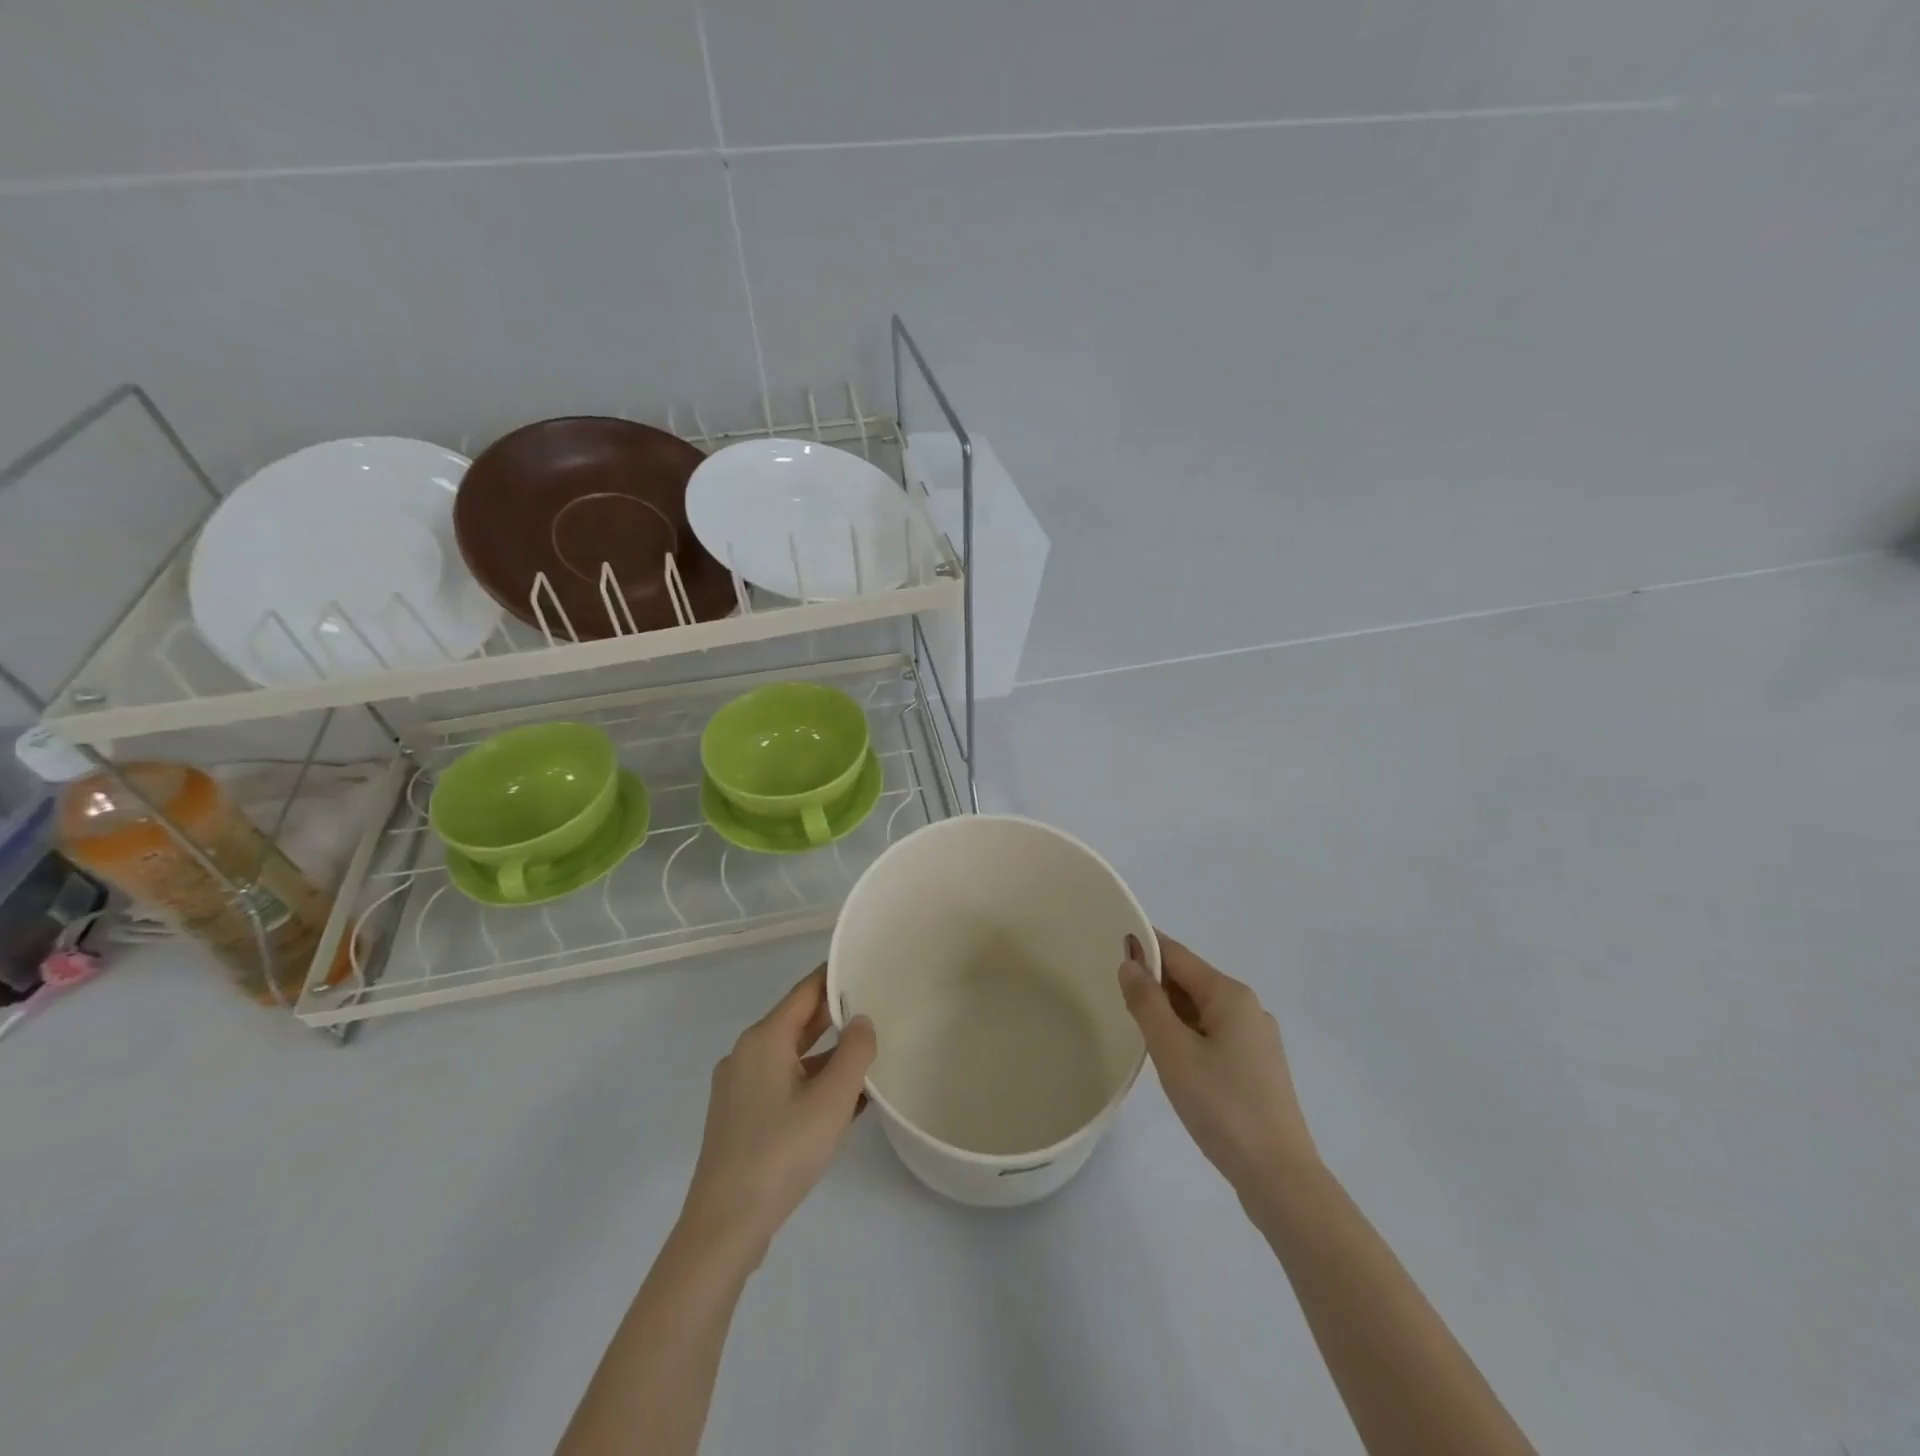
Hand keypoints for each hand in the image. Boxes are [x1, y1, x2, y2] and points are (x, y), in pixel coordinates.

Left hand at [681, 966, 876, 1263]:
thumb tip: (861, 1020)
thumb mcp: (832, 1100)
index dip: (835, 978)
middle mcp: (747, 1054)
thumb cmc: (782, 1153)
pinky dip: (812, 1084)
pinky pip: (783, 1085)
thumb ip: (855, 1052)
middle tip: (877, 1009)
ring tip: (869, 1058)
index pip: (805, 992)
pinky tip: (844, 1103)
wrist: (724, 1227)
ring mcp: (739, 1088)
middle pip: (797, 1023)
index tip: (866, 968)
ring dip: (828, 1057)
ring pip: (792, 1057)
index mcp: (764, 1039)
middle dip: (836, 1018)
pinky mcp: (740, 1118)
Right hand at [1119, 931, 1318, 1200]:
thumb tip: (1129, 962)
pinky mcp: (1256, 1067)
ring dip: (1169, 1011)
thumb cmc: (1221, 1106)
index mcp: (1229, 994)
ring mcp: (1256, 1039)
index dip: (1144, 947)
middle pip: (1190, 980)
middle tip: (1114, 993)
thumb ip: (1147, 1003)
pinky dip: (1186, 1034)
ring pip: (1200, 1010)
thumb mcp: (1172, 1051)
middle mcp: (1247, 1007)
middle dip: (1154, 982)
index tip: (1110, 946)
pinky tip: (1170, 1058)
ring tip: (1136, 1026)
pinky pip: (1212, 1034)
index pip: (1177, 955)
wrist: (1279, 1177)